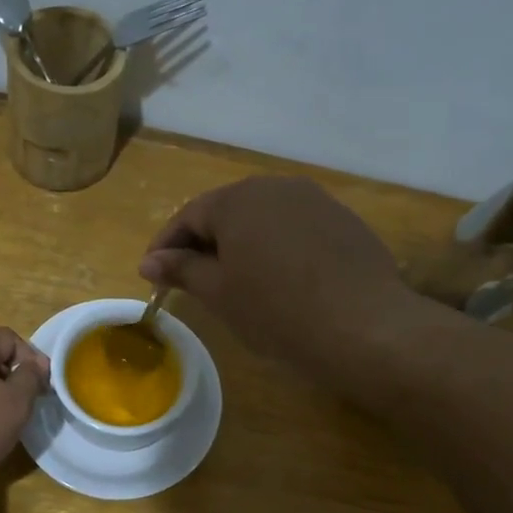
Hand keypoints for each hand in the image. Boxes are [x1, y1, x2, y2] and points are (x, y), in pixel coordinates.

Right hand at [139, 176, 421, 378]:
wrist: (363, 326)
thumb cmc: (276, 310)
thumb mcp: (219, 294)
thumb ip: (182, 270)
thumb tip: (149, 261)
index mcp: (238, 199)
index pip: (189, 216)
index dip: (167, 246)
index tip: (153, 274)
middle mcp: (276, 187)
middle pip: (228, 212)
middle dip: (205, 243)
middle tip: (192, 280)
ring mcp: (315, 200)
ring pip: (264, 219)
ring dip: (242, 245)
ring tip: (236, 282)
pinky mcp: (343, 221)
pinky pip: (295, 229)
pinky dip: (277, 249)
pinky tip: (280, 281)